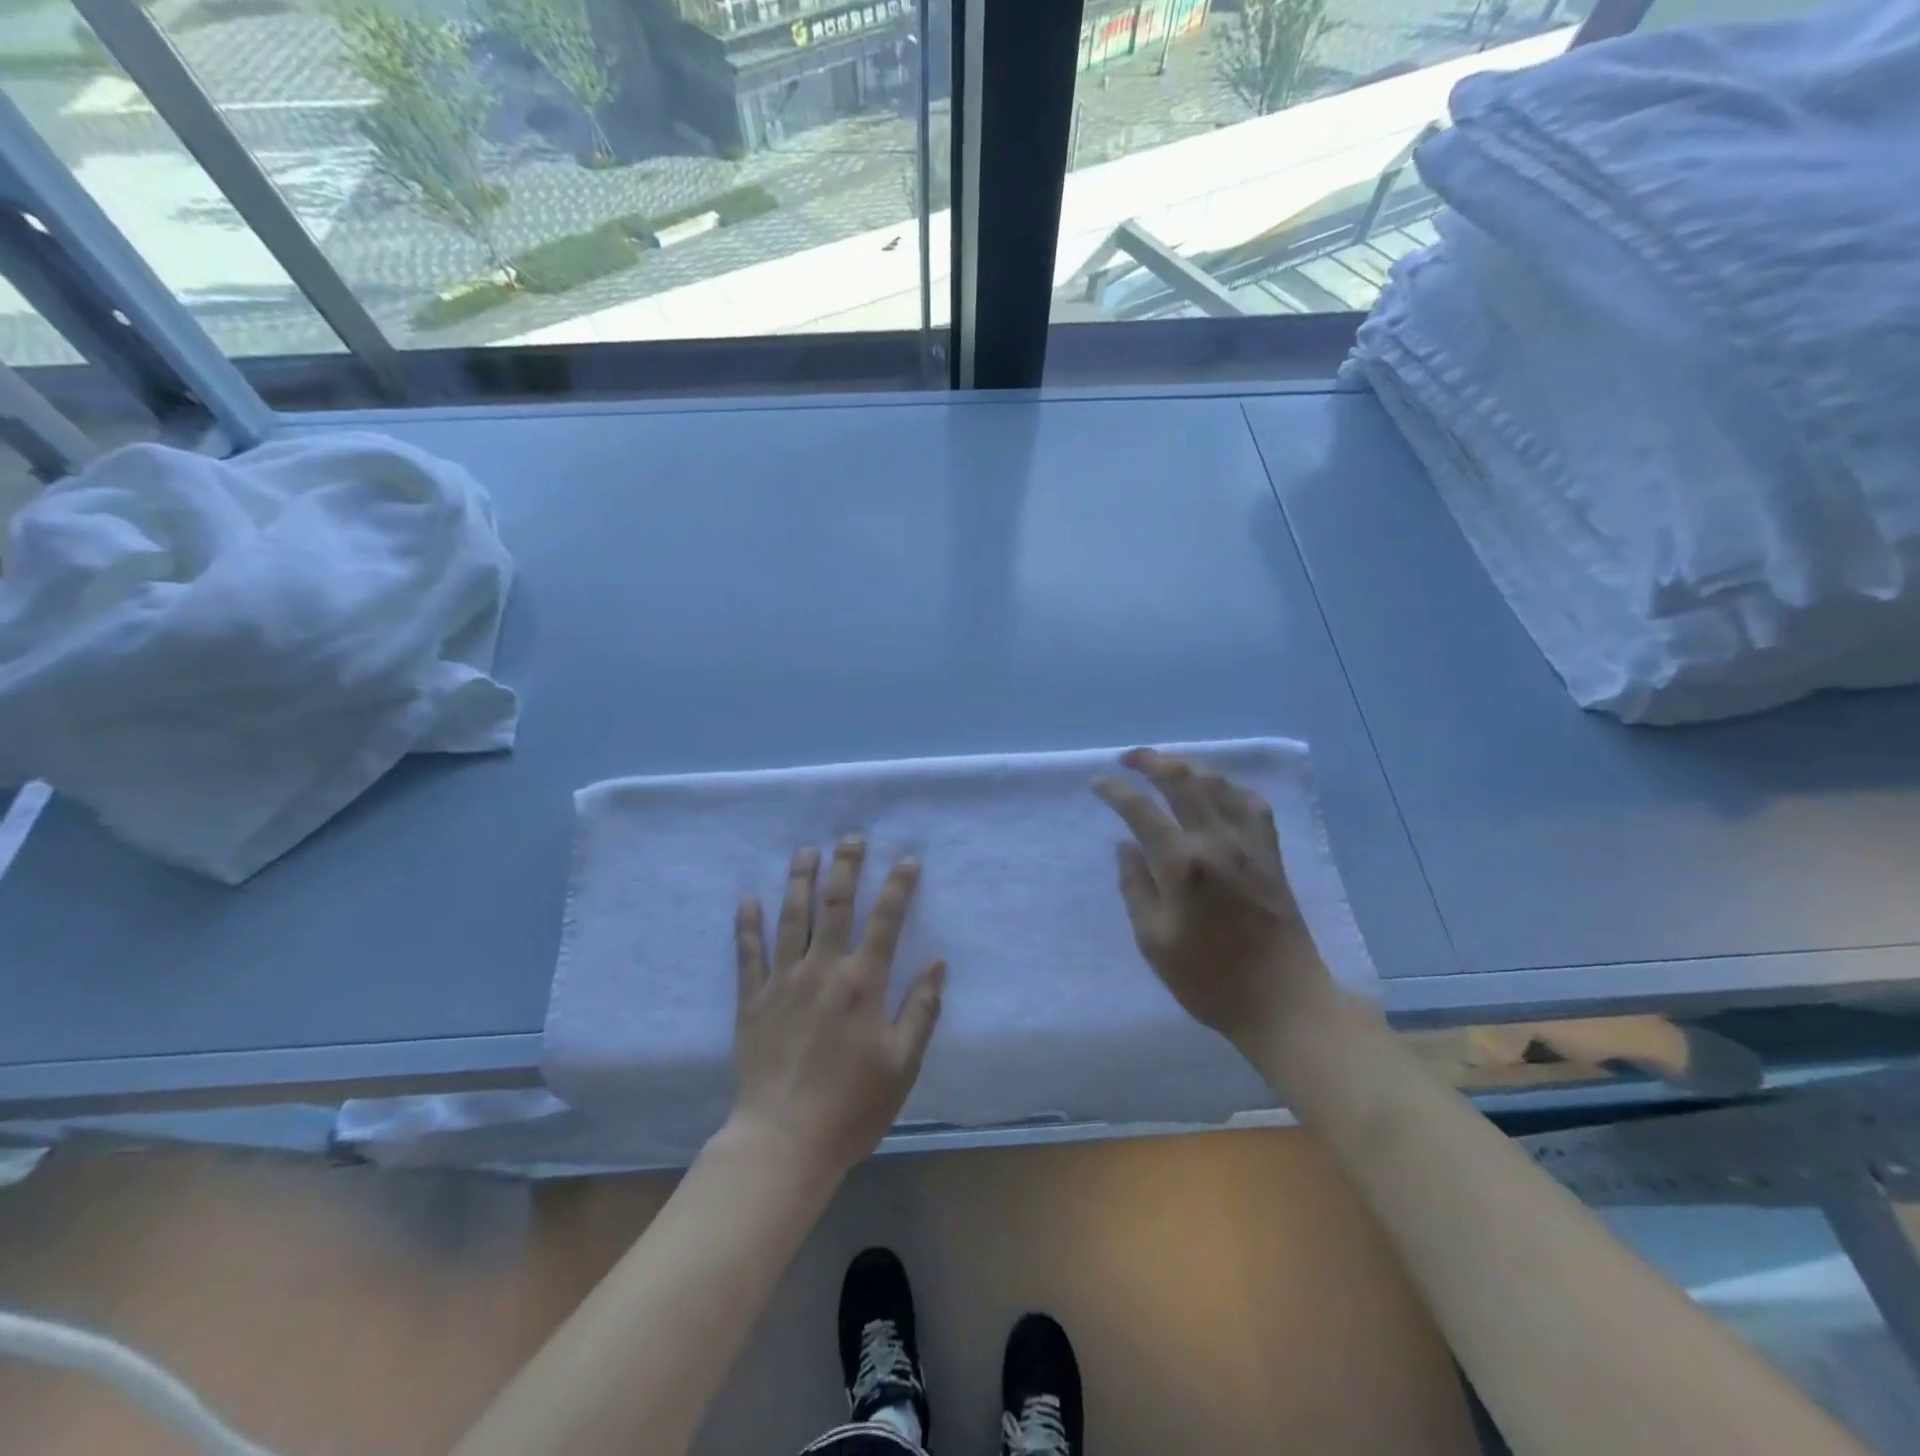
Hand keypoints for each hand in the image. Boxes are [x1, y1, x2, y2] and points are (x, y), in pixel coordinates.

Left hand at [729, 837, 944, 1179]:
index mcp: (863, 983)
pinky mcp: (753, 999)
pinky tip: (748, 898)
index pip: (886, 921)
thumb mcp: (903, 1064)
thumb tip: (938, 962)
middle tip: (850, 837)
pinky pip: (748, 952)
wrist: (784, 1142)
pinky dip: (747, 923)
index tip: (907, 860)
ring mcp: (783, 981)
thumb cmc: (852, 1106)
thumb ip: (922, 1009)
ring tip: (806, 850)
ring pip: (791, 917)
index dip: (898, 887)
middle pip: (835, 905)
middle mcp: (823, 970)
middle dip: (845, 867)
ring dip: (799, 880)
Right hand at [1094, 748, 1333, 1060]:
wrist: (1283, 1001)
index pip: (1140, 809)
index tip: (1097, 783)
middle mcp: (1216, 840)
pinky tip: (1217, 791)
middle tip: (1127, 759)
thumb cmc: (1209, 979)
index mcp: (1181, 863)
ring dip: (1187, 766)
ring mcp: (1249, 843)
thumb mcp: (1154, 941)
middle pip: (1182, 780)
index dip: (1115, 790)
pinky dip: (1229, 787)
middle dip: (1151, 761)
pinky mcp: (1271, 854)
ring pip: (1217, 783)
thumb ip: (1135, 887)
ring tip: (1165, 767)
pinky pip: (1251, 803)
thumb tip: (1125, 847)